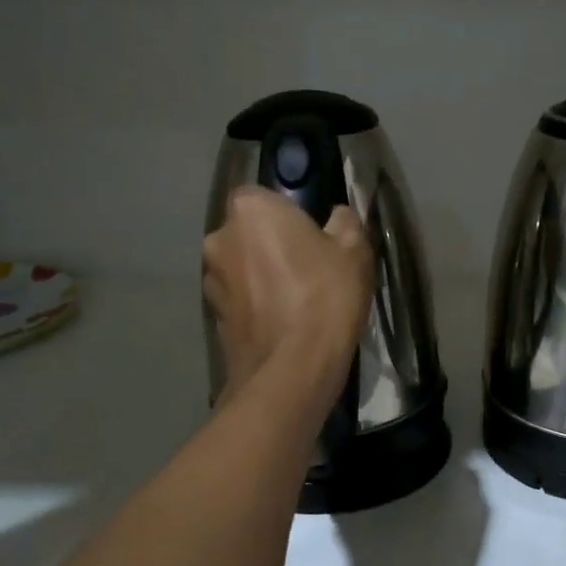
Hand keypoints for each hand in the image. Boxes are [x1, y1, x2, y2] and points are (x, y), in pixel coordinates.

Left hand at [203, 187, 372, 399]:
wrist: (292, 369)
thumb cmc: (325, 296)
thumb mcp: (354, 250)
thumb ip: (345, 223)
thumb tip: (338, 216)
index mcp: (250, 210)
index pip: (262, 196)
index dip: (287, 213)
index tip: (311, 233)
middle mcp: (219, 238)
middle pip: (248, 232)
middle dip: (271, 244)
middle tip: (308, 266)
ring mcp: (211, 280)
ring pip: (241, 266)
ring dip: (261, 275)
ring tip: (296, 300)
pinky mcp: (212, 317)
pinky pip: (239, 299)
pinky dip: (256, 305)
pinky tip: (283, 324)